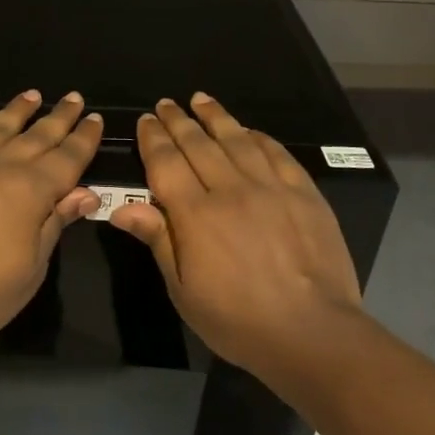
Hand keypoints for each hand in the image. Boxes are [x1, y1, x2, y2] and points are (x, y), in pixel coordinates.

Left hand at [0, 90, 103, 351]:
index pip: (68, 156)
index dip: (84, 138)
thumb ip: (56, 222)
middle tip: (74, 98)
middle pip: (38, 134)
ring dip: (19, 110)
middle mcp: (0, 164)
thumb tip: (86, 193)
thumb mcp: (33, 266)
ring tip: (33, 96)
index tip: (96, 118)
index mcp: (32, 189)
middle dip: (59, 116)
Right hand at [110, 94, 361, 392]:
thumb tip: (122, 207)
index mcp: (195, 214)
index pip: (166, 162)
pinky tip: (248, 130)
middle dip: (178, 120)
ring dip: (216, 117)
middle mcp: (230, 189)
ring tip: (201, 99)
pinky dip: (258, 137)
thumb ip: (158, 240)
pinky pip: (277, 154)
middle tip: (166, 104)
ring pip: (237, 139)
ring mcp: (271, 188)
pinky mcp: (304, 194)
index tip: (146, 120)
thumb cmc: (238, 320)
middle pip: (198, 144)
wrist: (313, 334)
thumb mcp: (184, 290)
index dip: (153, 138)